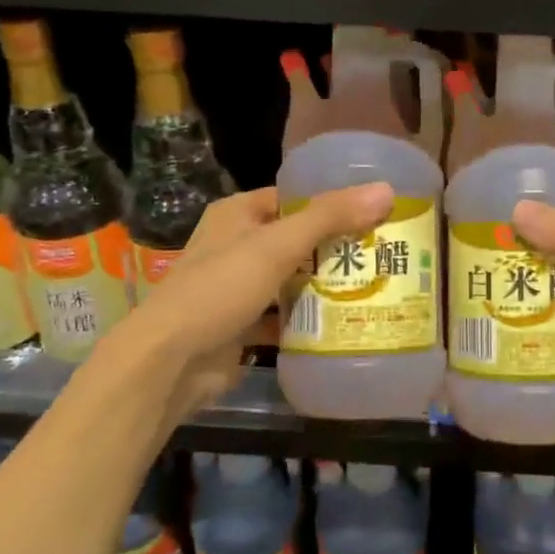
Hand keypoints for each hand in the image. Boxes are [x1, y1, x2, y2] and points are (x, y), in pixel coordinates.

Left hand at [112, 183, 394, 424]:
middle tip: (384, 251)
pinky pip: (284, 315)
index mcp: (238, 214)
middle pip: (297, 239)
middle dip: (336, 248)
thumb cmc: (220, 289)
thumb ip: (330, 217)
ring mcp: (237, 287)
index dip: (333, 203)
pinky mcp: (242, 324)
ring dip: (325, 285)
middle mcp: (236, 245)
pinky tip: (345, 321)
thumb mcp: (277, 245)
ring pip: (292, 279)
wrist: (169, 363)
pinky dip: (307, 319)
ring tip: (376, 285)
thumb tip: (385, 190)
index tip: (375, 213)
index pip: (294, 198)